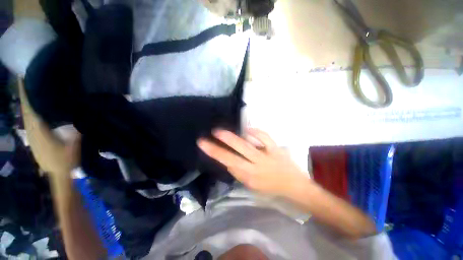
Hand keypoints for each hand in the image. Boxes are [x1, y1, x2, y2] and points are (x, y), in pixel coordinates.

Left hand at [19, 79, 80, 176]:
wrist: (58, 174)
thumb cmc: (66, 160)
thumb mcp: (73, 146)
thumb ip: (74, 131)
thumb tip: (77, 117)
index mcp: (39, 132)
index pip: (30, 110)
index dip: (27, 95)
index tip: (24, 79)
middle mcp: (31, 132)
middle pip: (25, 111)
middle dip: (24, 95)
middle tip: (25, 79)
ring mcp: (31, 136)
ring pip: (25, 116)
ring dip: (25, 103)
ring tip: (28, 90)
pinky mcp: (33, 139)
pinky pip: (28, 122)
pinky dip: (27, 112)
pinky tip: (30, 108)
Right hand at [198, 128, 308, 195]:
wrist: (294, 186)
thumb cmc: (271, 188)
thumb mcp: (252, 186)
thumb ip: (239, 173)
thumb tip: (228, 161)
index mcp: (249, 177)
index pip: (228, 163)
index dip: (215, 153)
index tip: (203, 144)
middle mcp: (255, 167)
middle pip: (233, 156)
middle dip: (217, 147)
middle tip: (207, 136)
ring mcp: (266, 156)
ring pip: (246, 146)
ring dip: (232, 137)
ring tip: (220, 131)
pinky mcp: (275, 149)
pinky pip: (264, 137)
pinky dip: (255, 131)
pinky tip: (247, 128)